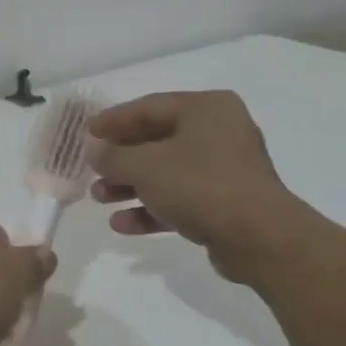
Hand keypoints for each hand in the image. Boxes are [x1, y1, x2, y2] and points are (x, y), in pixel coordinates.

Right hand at [88, 91, 302, 281]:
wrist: (259, 239)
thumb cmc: (200, 185)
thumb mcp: (146, 166)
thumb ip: (113, 155)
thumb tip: (93, 149)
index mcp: (206, 108)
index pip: (149, 106)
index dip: (113, 119)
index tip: (86, 132)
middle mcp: (219, 131)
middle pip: (157, 140)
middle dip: (120, 158)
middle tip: (91, 168)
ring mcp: (225, 169)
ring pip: (167, 171)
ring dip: (131, 185)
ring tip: (99, 198)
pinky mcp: (226, 202)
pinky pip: (181, 198)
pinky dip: (152, 207)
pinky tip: (122, 224)